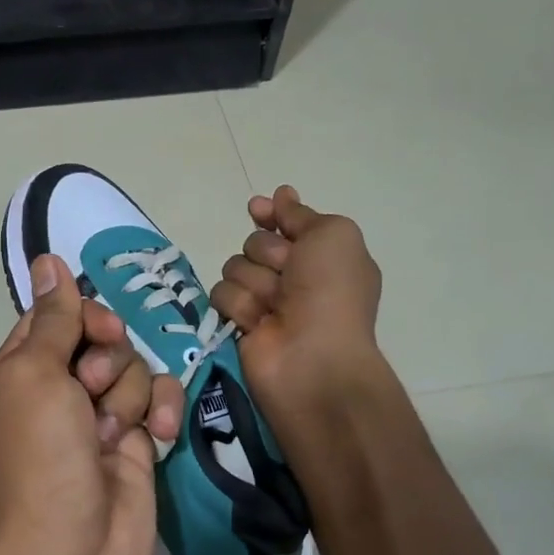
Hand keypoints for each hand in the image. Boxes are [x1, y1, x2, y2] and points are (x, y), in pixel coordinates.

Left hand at [0, 255, 183, 554]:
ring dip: (128, 396)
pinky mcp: (136, 445)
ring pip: (134, 368)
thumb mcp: (33, 374)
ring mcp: (99, 419)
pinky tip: (157, 439)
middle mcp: (58, 391)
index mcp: (19, 371)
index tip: (95, 332)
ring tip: (111, 436)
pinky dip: (160, 412)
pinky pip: (158, 402)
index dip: (81, 316)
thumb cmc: (39, 457)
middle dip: (107, 360)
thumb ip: (51, 318)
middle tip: (92, 391)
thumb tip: (47, 259)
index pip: (54, 318)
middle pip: (102, 339)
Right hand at [209, 185, 383, 413]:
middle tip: (288, 275)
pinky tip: (257, 323)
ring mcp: (265, 301)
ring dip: (254, 282)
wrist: (313, 358)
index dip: (271, 215)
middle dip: (268, 254)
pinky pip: (221, 295)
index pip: (287, 223)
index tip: (258, 209)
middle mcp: (294, 278)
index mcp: (323, 256)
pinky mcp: (239, 322)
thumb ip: (301, 215)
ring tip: (274, 307)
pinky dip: (239, 305)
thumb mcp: (332, 235)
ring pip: (235, 267)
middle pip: (255, 243)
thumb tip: (280, 196)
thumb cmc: (331, 293)